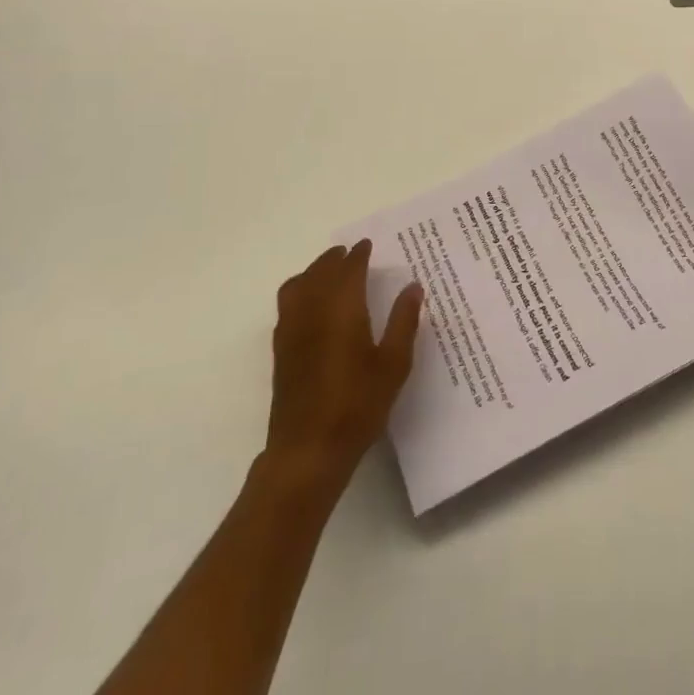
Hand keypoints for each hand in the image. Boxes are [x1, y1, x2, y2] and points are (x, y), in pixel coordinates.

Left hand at [266, 240, 422, 482]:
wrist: (307, 449)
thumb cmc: (357, 405)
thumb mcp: (393, 365)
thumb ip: (403, 321)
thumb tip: (412, 286)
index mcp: (342, 308)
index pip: (349, 268)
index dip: (359, 254)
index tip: (368, 245)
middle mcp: (313, 309)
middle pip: (321, 270)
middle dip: (336, 258)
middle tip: (351, 254)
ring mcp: (291, 328)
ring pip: (299, 283)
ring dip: (315, 271)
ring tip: (330, 272)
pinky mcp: (281, 348)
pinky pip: (288, 302)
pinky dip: (300, 289)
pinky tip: (312, 304)